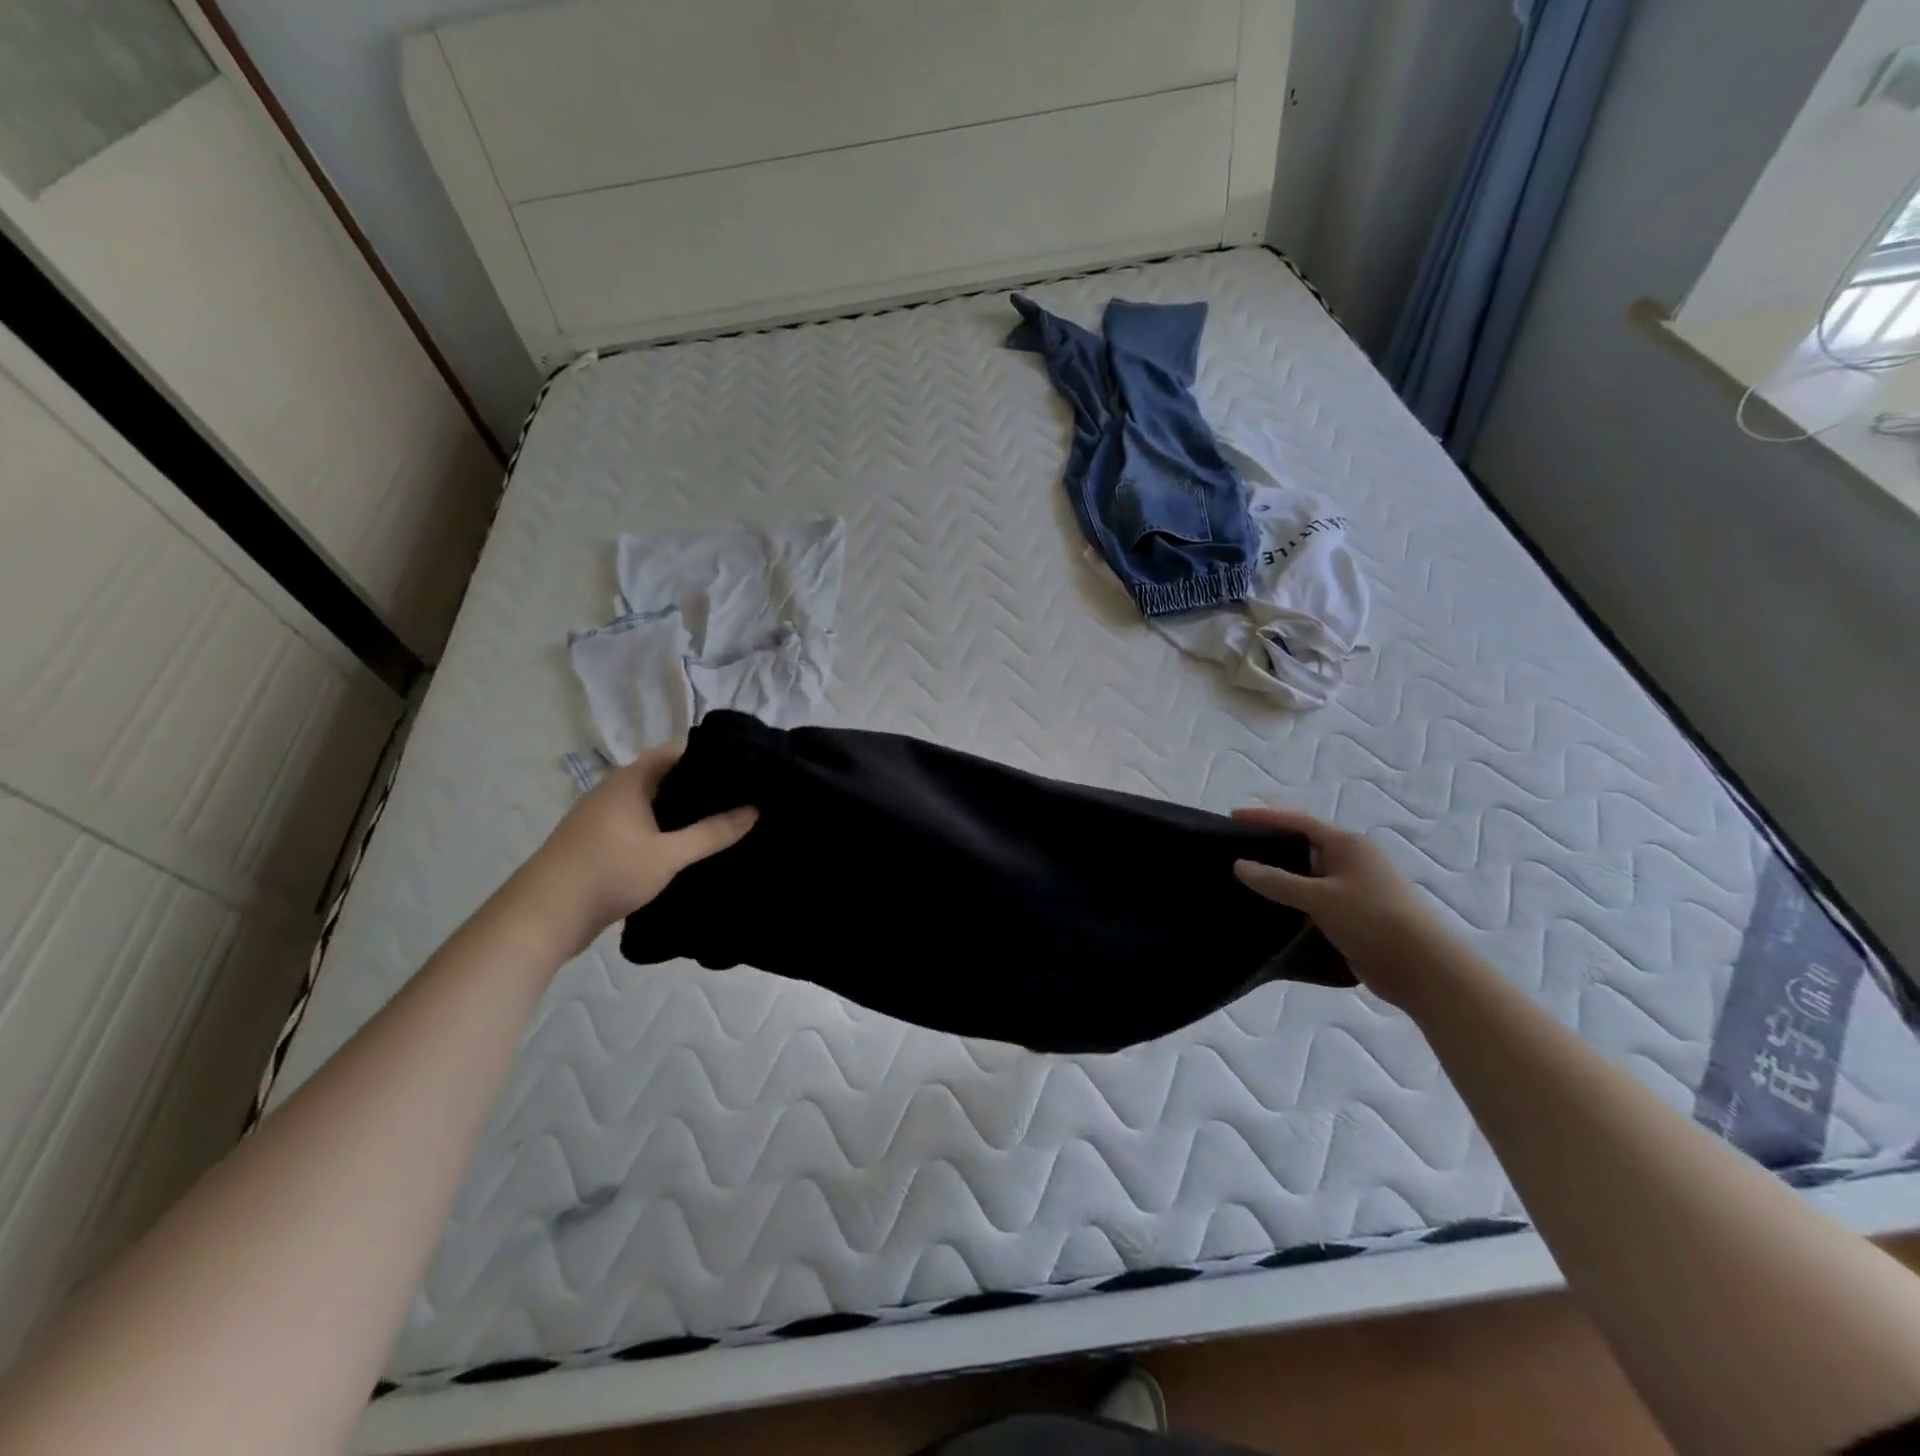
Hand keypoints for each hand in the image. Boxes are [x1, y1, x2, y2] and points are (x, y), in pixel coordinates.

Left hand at [508, 745, 756, 954]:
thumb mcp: (668, 855)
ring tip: (723, 818)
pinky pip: (642, 824)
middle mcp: (615, 791)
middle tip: (742, 794)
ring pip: (653, 802)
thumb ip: (712, 833)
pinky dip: (665, 828)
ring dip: (682, 809)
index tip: (745, 766)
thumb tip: (754, 810)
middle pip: (666, 776)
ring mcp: (604, 817)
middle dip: (701, 784)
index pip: (677, 751)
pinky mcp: (600, 843)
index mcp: (630, 781)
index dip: (711, 754)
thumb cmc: (607, 872)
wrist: (542, 917)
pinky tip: (688, 846)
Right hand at [1231, 807, 1450, 1008]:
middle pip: (1303, 845)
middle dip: (1270, 845)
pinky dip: (1293, 899)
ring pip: (1308, 875)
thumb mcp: (1319, 898)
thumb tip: (1238, 865)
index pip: (1299, 822)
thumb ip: (1277, 881)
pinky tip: (1270, 907)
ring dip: (1280, 876)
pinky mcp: (1354, 914)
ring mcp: (1354, 888)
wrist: (1423, 969)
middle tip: (1234, 847)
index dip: (1265, 816)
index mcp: (1348, 845)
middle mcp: (1352, 860)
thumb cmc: (1373, 920)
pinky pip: (1314, 898)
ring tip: (1244, 877)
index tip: (1233, 815)